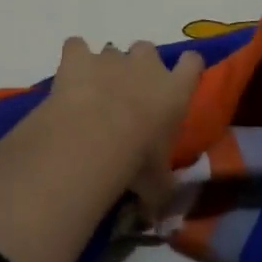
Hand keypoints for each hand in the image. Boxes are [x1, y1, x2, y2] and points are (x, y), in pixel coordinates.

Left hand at [44, 39, 204, 215]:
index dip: (186, 67)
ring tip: (93, 94)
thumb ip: (160, 190)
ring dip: (104, 67)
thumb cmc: (136, 160)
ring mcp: (110, 58)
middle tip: (128, 95)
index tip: (179, 78)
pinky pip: (76, 46)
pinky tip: (68, 77)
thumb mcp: (157, 184)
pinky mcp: (78, 57)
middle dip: (138, 67)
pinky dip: (73, 58)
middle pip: (147, 50)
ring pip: (111, 50)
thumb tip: (158, 215)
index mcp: (175, 90)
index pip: (193, 63)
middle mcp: (146, 65)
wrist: (93, 137)